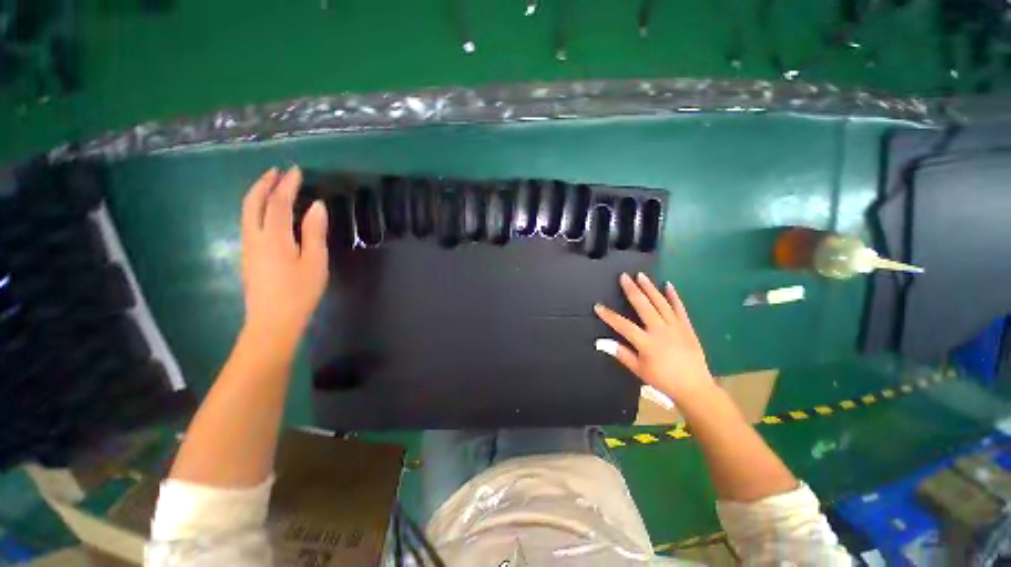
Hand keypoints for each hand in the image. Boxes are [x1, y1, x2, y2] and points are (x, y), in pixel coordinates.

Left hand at [241, 167, 328, 340]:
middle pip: (253, 202)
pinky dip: (257, 208)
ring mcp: (248, 246)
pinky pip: (249, 222)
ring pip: (247, 211)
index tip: (296, 170)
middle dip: (264, 183)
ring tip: (272, 185)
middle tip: (277, 171)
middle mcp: (254, 237)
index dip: (286, 185)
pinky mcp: (248, 255)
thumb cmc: (299, 292)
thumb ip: (314, 232)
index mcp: (274, 237)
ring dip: (258, 194)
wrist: (273, 321)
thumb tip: (316, 206)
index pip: (277, 202)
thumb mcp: (314, 261)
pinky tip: (268, 211)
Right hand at [594, 273, 714, 401]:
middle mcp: (660, 330)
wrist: (694, 387)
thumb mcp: (639, 369)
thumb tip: (601, 342)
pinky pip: (680, 308)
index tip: (598, 306)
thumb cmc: (663, 380)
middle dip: (631, 290)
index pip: (623, 325)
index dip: (609, 315)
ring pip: (660, 303)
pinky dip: (674, 296)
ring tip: (641, 275)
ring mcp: (675, 327)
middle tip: (624, 276)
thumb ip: (621, 353)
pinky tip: (668, 285)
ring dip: (650, 288)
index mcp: (646, 342)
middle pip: (643, 306)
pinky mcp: (687, 327)